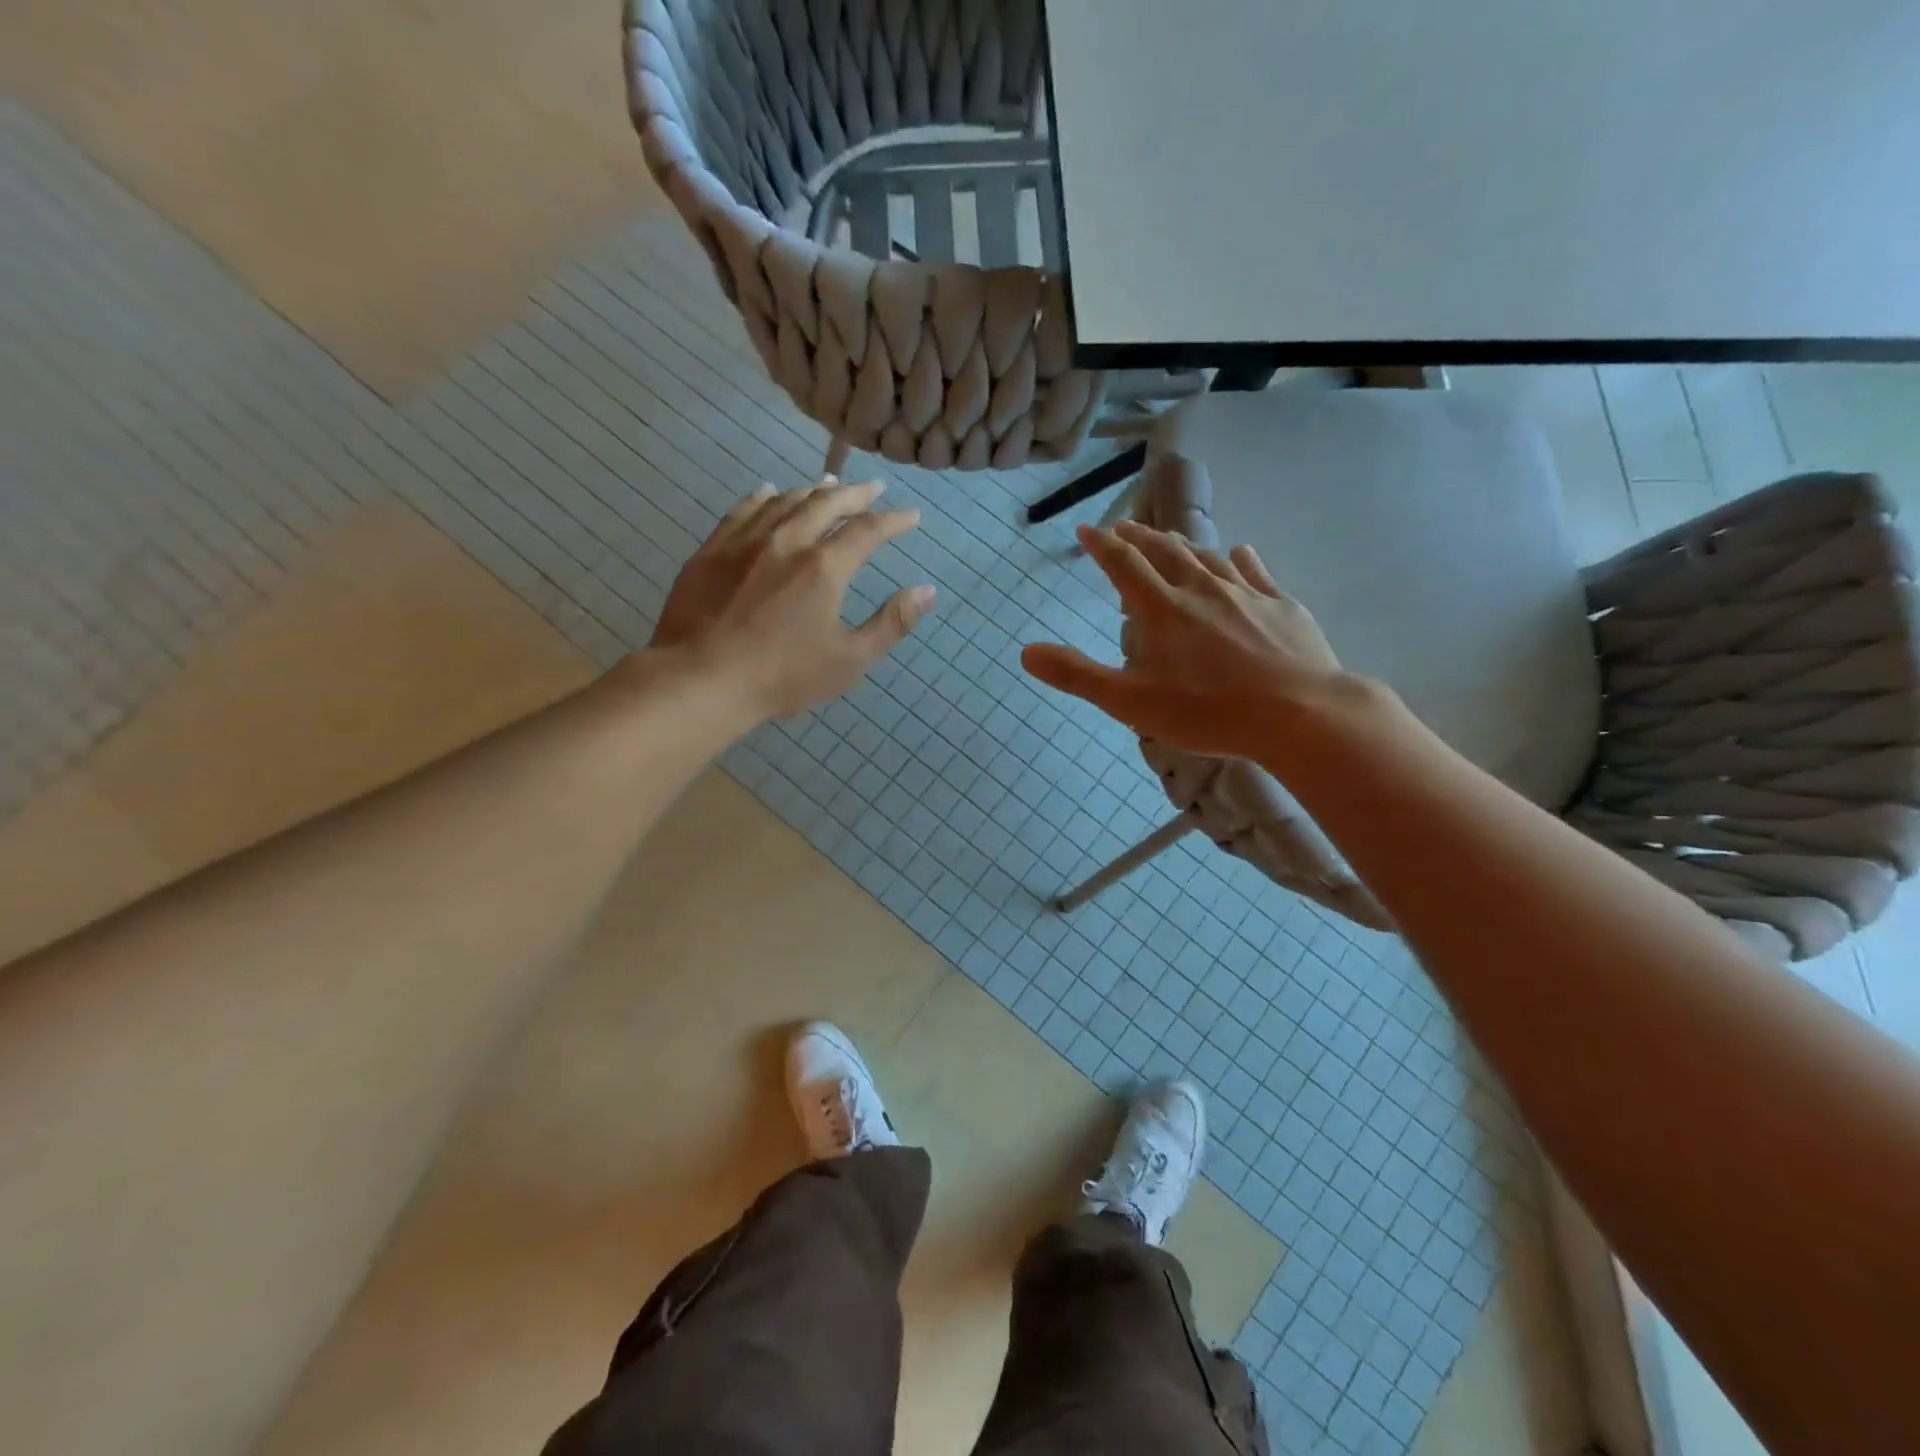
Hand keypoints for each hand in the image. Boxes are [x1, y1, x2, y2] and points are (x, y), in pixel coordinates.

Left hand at [650, 479, 934, 720]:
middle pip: (826, 504)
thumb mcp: (849, 660)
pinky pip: (742, 510)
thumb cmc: (782, 677)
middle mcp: (787, 541)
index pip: (868, 530)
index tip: (911, 514)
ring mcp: (745, 542)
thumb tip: (927, 591)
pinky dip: (762, 497)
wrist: (702, 680)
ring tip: (828, 486)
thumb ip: (891, 623)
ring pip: (784, 500)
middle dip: (855, 494)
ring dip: (812, 490)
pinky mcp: (711, 551)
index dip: (894, 520)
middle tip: (873, 488)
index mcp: (824, 567)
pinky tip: (768, 492)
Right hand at [1021, 522, 1350, 758]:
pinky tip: (1239, 552)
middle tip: (1124, 526)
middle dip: (1140, 536)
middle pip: (1165, 551)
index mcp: (1162, 610)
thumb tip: (1026, 652)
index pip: (1124, 565)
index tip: (1086, 528)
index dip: (1102, 545)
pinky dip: (1239, 558)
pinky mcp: (1282, 606)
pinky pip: (1255, 571)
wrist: (1300, 714)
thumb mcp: (1130, 702)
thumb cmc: (1208, 712)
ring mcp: (1246, 594)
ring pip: (1208, 557)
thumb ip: (1077, 675)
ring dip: (1184, 543)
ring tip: (1170, 536)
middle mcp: (1202, 590)